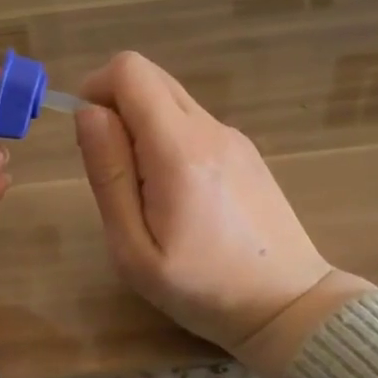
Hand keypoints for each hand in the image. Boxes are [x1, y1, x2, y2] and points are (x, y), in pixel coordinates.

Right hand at [73, 51, 371, 377]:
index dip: (96, 88)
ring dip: (142, 125)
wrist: (289, 307)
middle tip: (114, 168)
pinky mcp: (245, 151)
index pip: (129, 70)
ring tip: (147, 192)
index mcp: (179, 148)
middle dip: (116, 105)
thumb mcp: (133, 248)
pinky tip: (180, 196)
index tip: (89, 136)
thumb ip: (108, 174)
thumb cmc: (202, 288)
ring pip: (171, 99)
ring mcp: (233, 137)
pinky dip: (168, 138)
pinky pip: (192, 123)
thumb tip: (88, 112)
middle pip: (149, 76)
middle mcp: (209, 128)